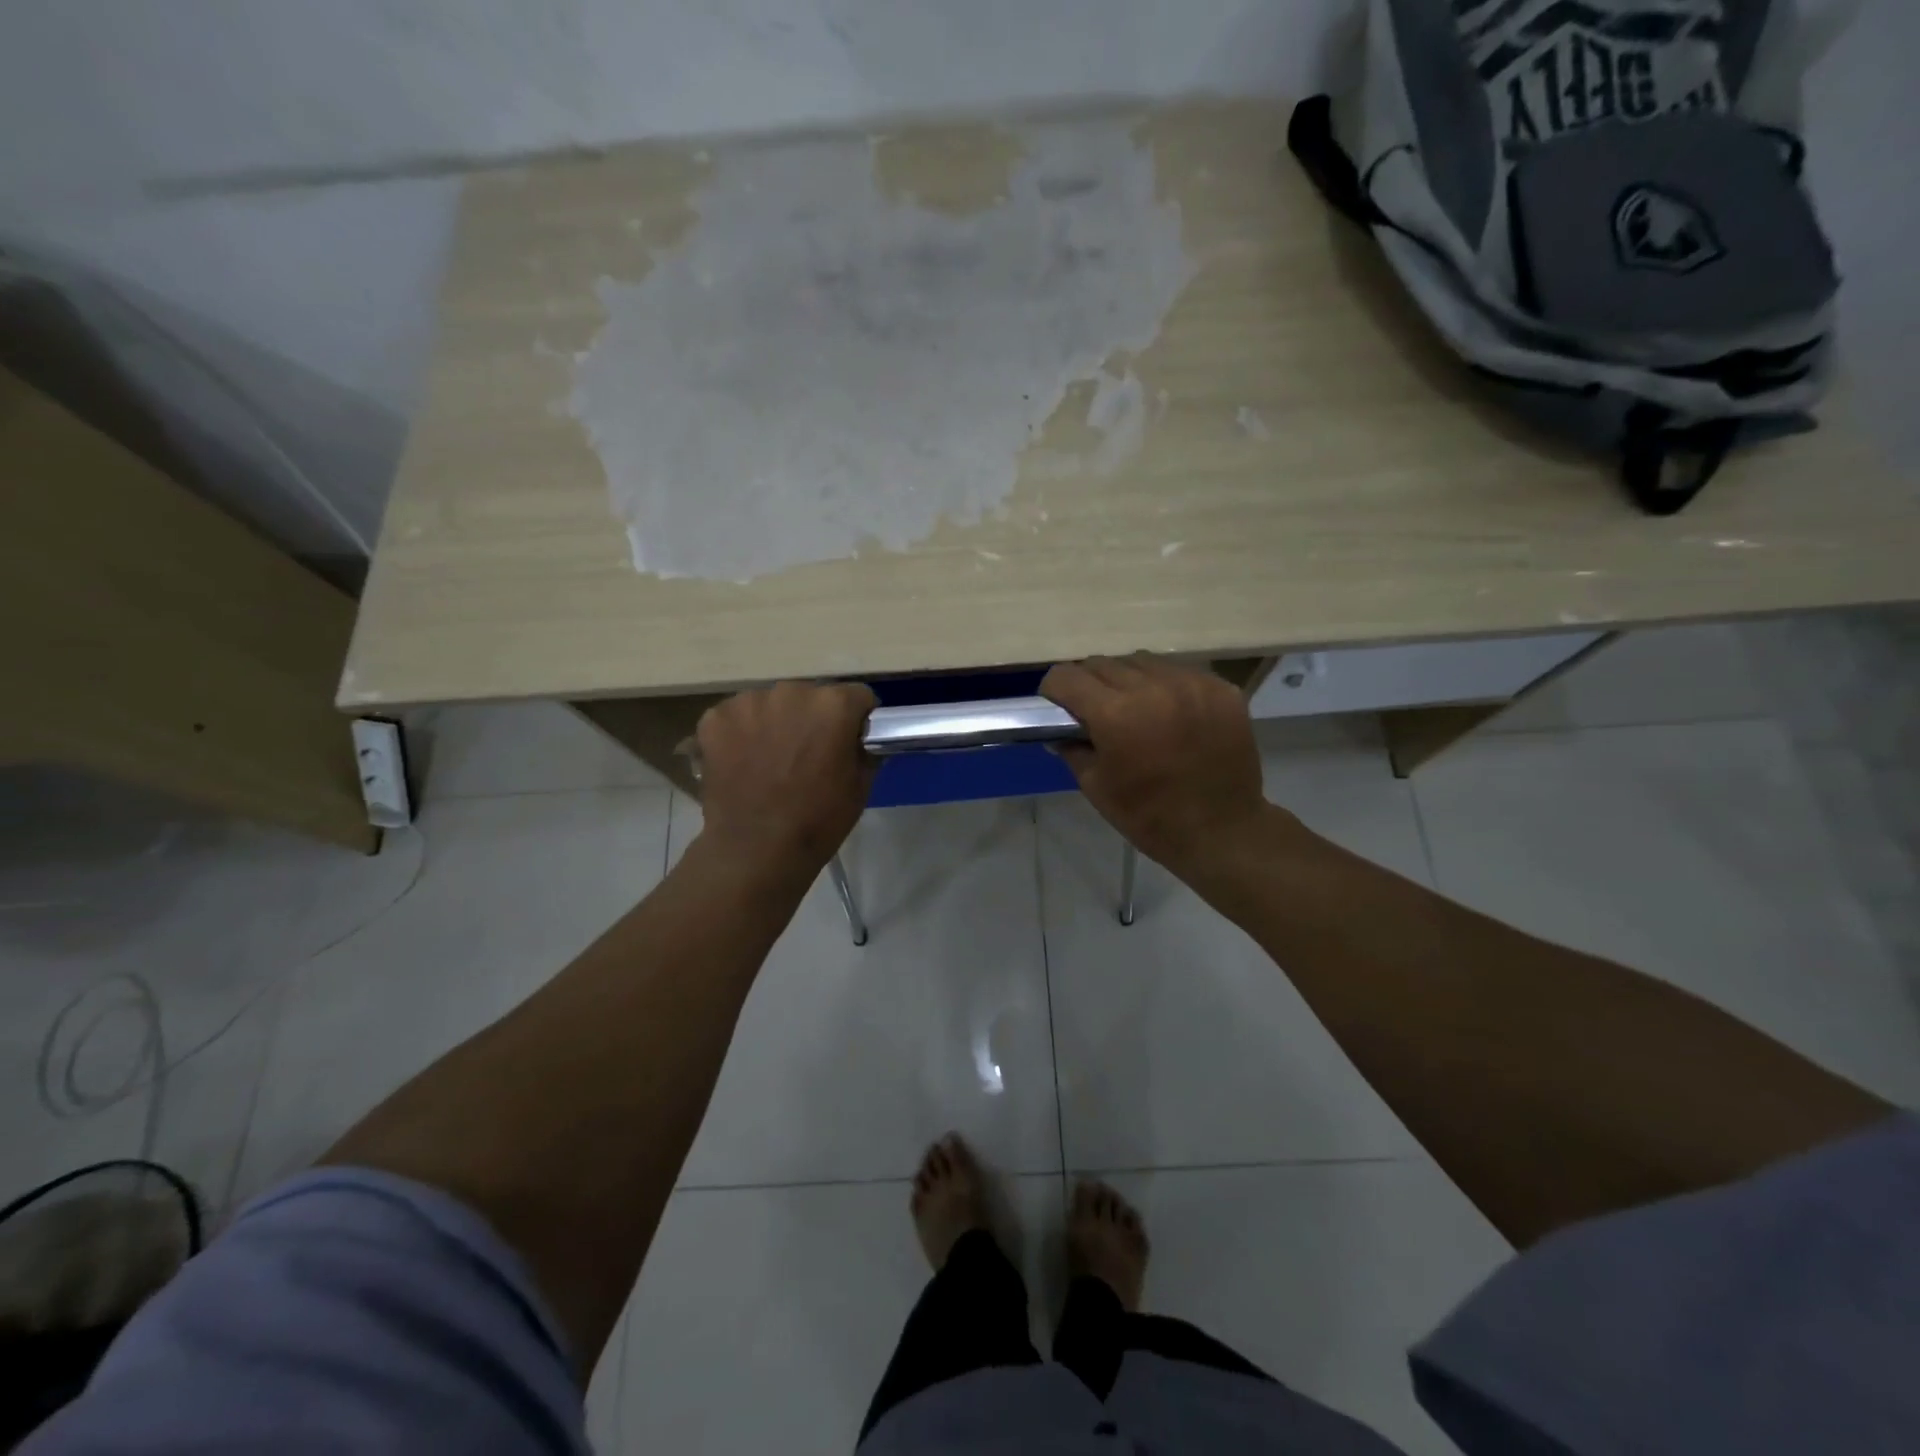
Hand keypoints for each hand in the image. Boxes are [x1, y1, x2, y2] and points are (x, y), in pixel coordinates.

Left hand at [693, 681, 877, 871]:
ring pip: (771, 704)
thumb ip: (864, 750)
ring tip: (771, 761)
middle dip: (812, 719)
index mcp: (833, 705)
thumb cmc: (818, 821)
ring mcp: (748, 702)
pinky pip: (737, 717)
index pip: (856, 697)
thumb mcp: (860, 787)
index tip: (850, 740)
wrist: (756, 850)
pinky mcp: (715, 718)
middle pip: (810, 696)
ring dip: (775, 723)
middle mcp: (791, 691)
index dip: (856, 719)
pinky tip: (742, 762)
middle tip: (808, 754)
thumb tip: (860, 739)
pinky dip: (741, 733)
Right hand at [1040, 655, 1267, 870]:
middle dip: (1090, 684)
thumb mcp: (1096, 787)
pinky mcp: (1220, 688)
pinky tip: (1171, 714)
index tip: (1058, 707)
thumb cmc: (1150, 817)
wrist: (1222, 832)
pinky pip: (1179, 672)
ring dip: (1129, 680)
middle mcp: (1152, 687)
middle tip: (1096, 711)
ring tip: (1137, 709)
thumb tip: (1059, 730)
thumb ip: (1072, 749)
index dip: (1054, 691)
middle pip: (1103, 663)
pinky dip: (1166, 687)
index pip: (1066, 677)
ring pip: (1142, 661)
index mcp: (1115, 714)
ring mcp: (1191, 684)